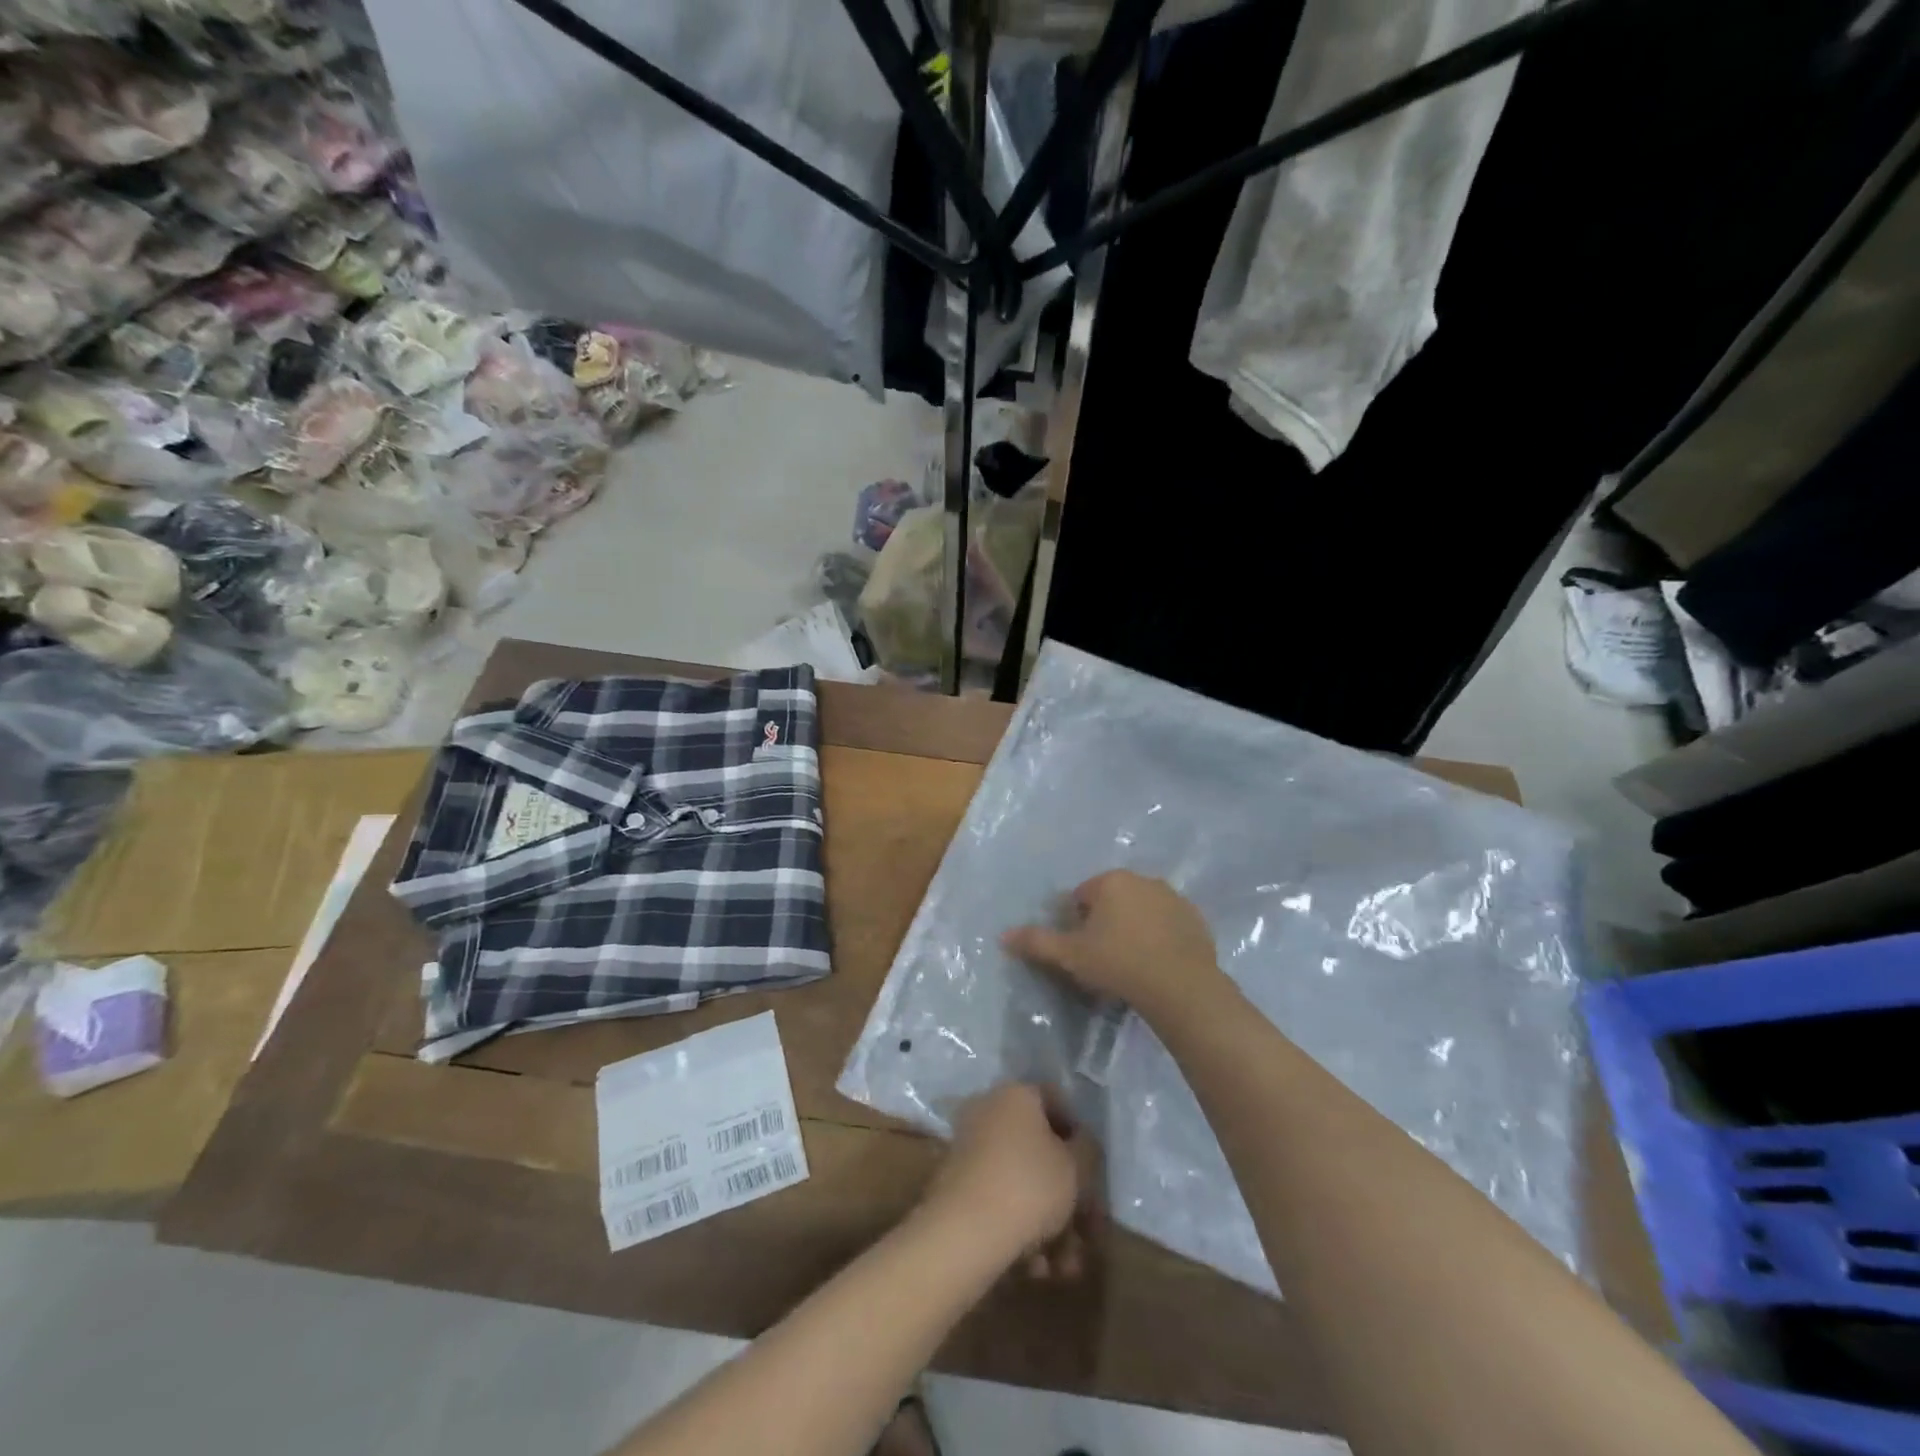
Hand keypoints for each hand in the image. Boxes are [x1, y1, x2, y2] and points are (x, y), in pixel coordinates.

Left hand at [922, 1083, 1098, 1277]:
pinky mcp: (958, 1185)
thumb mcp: (1077, 1166)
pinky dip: (1021, 1229)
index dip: (1079, 1135)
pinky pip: (1000, 1200)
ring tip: (1066, 1266)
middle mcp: (989, 1111)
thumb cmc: (1029, 1186)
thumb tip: (1081, 1143)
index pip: (1056, 1101)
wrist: (964, 1232)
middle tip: (1088, 1233)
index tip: (1092, 1170)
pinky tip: (1037, 1267)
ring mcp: (970, 1148)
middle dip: (1068, 1195)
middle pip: (1040, 1150)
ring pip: (1022, 1182)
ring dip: (1050, 1223)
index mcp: (1016, 1094)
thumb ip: (1087, 1149)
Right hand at [1002, 869, 1222, 1018]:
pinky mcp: (1195, 919)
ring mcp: (1173, 897)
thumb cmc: (1118, 964)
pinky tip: (1157, 965)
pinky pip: (1167, 925)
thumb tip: (1002, 935)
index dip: (1076, 924)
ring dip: (1133, 928)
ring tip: (1131, 964)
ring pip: (1141, 911)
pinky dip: (1159, 938)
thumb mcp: (1070, 955)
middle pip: (1112, 900)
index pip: (1081, 897)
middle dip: (1105, 923)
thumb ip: (1036, 942)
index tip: (1081, 951)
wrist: (1181, 987)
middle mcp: (1142, 879)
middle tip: (1103, 959)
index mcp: (1110, 881)